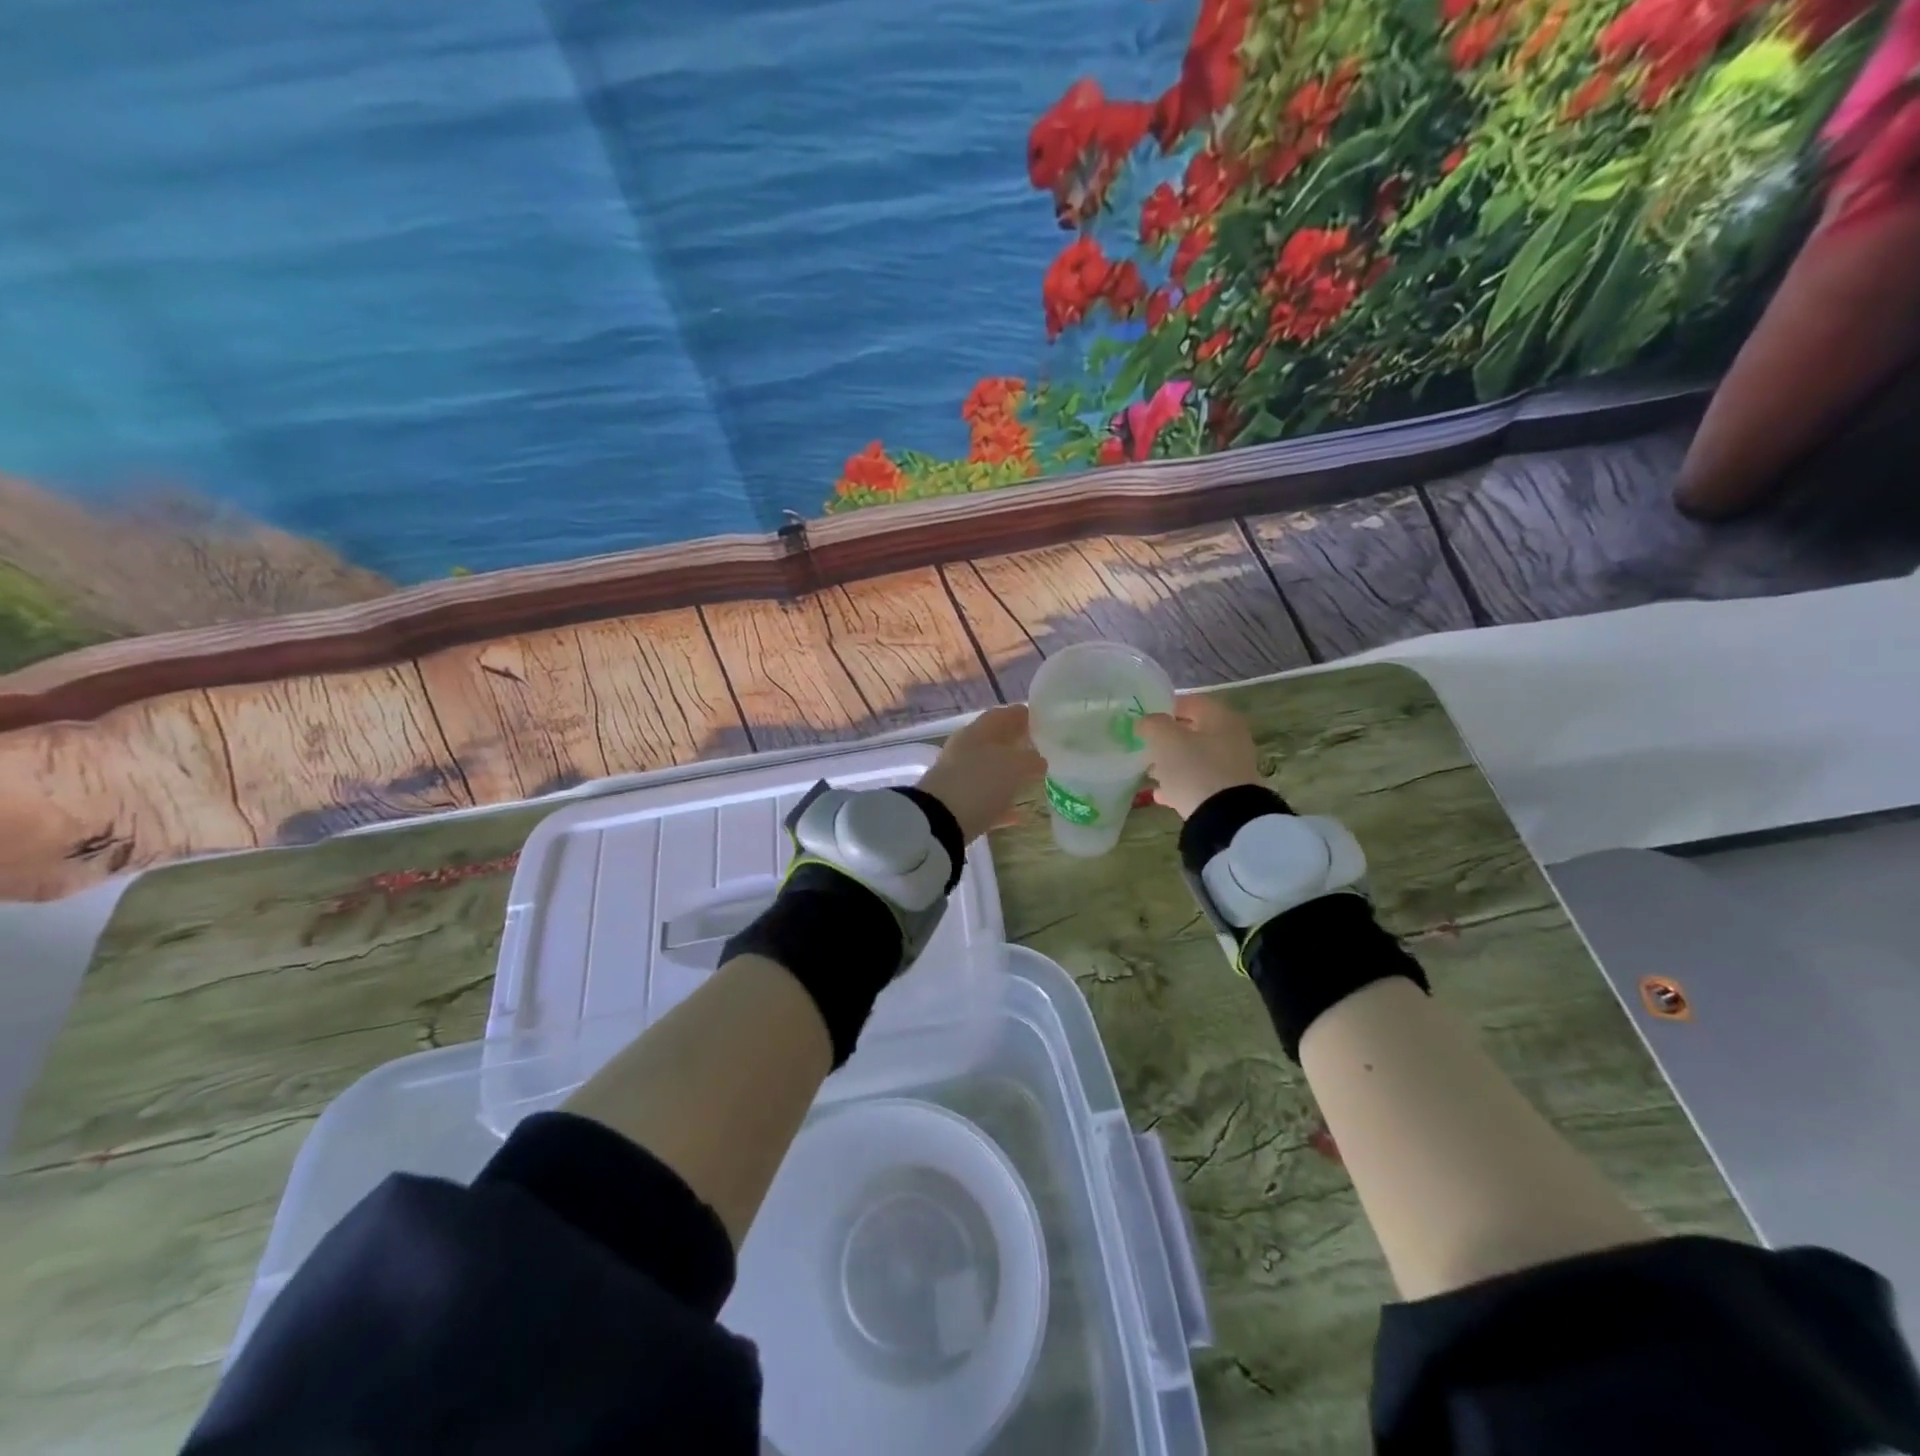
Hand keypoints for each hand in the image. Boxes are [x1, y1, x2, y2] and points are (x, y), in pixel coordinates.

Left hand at [918, 704, 1045, 842]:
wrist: (939, 823)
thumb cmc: (979, 783)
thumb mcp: (1013, 766)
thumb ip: (1030, 759)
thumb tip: (1039, 759)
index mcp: (975, 733)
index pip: (1001, 715)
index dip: (1022, 715)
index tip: (1043, 719)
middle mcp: (964, 752)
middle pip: (994, 744)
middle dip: (1017, 746)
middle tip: (1042, 751)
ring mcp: (959, 780)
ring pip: (990, 772)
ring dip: (1009, 775)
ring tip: (1034, 780)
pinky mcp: (957, 808)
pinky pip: (986, 802)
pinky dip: (1002, 805)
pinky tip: (1020, 815)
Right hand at [1136, 693, 1262, 819]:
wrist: (1225, 818)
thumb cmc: (1194, 768)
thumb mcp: (1166, 740)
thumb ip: (1152, 724)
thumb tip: (1146, 722)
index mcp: (1220, 718)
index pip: (1189, 702)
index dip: (1163, 707)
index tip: (1143, 720)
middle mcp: (1230, 737)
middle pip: (1192, 731)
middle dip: (1166, 738)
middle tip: (1143, 746)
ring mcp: (1231, 766)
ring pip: (1194, 757)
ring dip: (1171, 762)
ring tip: (1148, 771)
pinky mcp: (1227, 791)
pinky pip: (1198, 780)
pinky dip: (1179, 783)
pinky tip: (1160, 794)